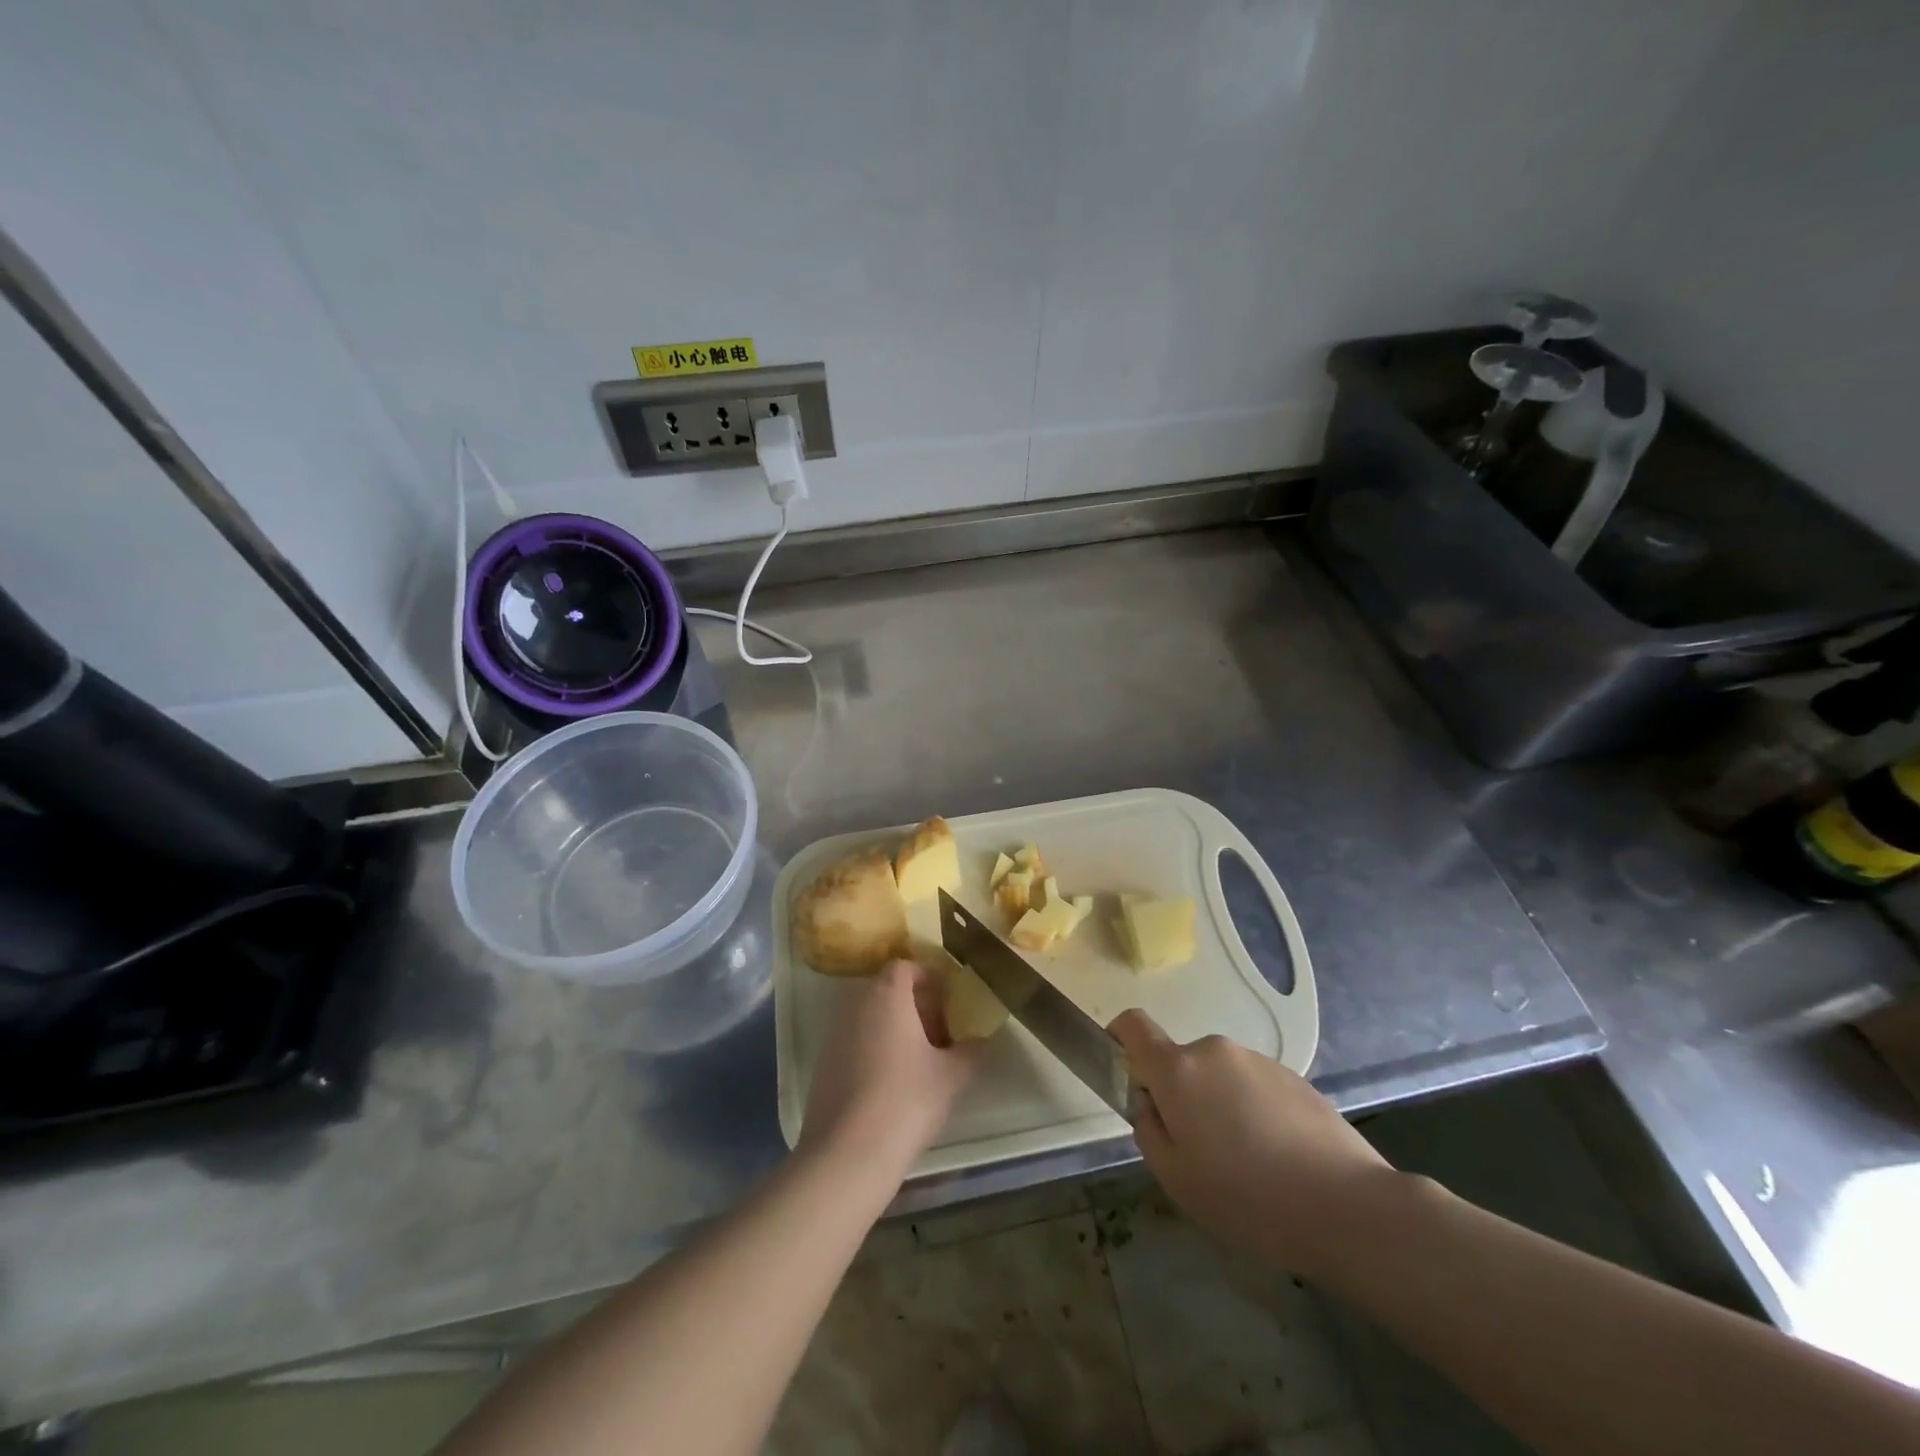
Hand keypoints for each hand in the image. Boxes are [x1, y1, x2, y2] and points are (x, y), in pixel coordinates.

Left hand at [801, 960, 984, 1171]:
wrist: (847, 1153)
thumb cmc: (906, 1100)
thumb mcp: (952, 1076)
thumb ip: (971, 1052)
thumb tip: (981, 1042)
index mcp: (886, 995)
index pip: (905, 966)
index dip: (928, 979)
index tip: (948, 1003)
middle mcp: (855, 1005)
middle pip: (887, 990)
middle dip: (914, 1006)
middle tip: (939, 1035)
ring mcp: (834, 1035)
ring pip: (870, 1017)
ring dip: (894, 1029)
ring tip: (918, 1064)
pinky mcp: (822, 1065)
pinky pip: (854, 1042)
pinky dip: (874, 1050)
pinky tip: (891, 1087)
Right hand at [1110, 1010, 1396, 1278]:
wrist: (1347, 1207)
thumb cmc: (1247, 1197)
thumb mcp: (1176, 1178)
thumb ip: (1148, 1129)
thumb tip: (1150, 1102)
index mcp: (1178, 1069)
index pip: (1134, 1025)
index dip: (1119, 1038)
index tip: (1124, 1072)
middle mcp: (1214, 1050)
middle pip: (1180, 1062)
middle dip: (1179, 1096)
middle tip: (1199, 1152)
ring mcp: (1257, 1060)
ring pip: (1219, 1077)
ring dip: (1219, 1105)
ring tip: (1247, 1164)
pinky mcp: (1294, 1077)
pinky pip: (1254, 1087)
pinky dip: (1253, 1112)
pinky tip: (1278, 1160)